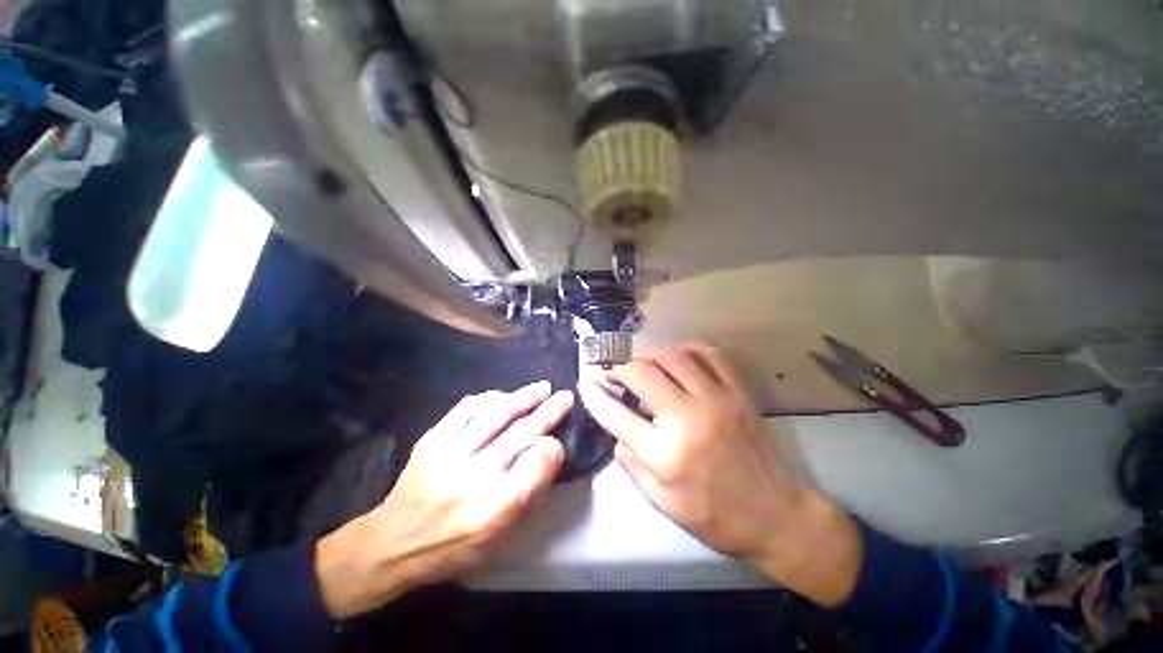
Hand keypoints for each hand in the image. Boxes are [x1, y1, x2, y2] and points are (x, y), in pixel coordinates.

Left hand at [316, 381, 571, 617]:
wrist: (392, 543)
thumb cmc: (453, 546)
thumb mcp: (497, 538)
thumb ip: (527, 494)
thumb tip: (549, 451)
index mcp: (490, 513)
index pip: (533, 470)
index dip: (552, 450)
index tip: (560, 440)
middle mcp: (470, 480)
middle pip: (519, 435)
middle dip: (548, 412)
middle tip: (565, 397)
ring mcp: (447, 456)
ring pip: (495, 415)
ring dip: (523, 398)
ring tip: (542, 388)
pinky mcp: (430, 441)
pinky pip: (466, 409)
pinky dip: (490, 398)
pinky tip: (504, 396)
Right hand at [578, 343, 861, 605]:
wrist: (774, 515)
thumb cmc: (713, 515)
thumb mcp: (660, 501)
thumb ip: (630, 462)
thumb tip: (616, 430)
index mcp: (665, 454)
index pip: (616, 414)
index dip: (595, 395)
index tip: (585, 383)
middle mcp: (688, 419)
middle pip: (643, 373)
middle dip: (619, 367)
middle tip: (611, 371)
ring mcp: (717, 400)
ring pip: (673, 357)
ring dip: (648, 355)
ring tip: (639, 363)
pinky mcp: (737, 393)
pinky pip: (709, 355)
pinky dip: (687, 349)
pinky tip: (676, 357)